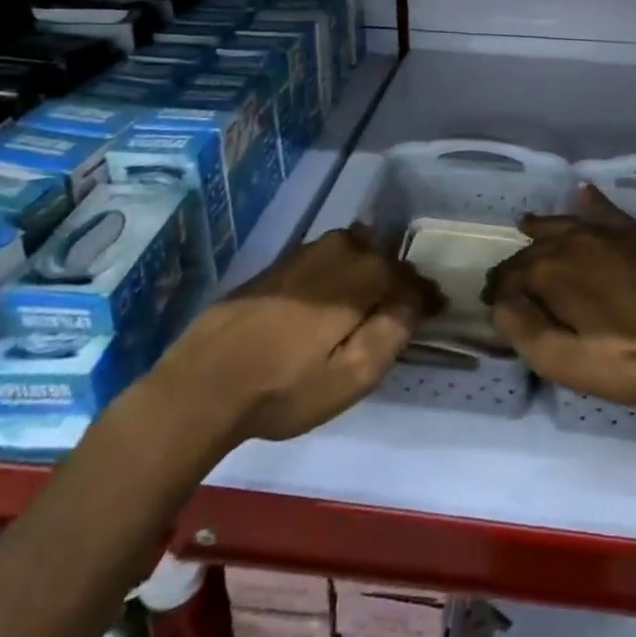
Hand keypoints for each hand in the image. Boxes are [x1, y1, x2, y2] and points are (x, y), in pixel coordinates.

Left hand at [151, 228, 439, 447]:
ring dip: (366, 277)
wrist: (201, 383)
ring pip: (354, 255)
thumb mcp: (351, 376)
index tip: (434, 315)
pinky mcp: (280, 263)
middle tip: (396, 318)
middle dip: (395, 283)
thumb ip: (393, 332)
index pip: (410, 277)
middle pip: (383, 259)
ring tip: (361, 313)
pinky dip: (338, 277)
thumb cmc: (284, 388)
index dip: (424, 297)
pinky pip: (326, 261)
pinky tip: (325, 308)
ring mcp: (306, 251)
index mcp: (363, 273)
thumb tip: (416, 300)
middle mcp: (340, 249)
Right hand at [483, 185, 635, 406]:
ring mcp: (610, 232)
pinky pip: (607, 210)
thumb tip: (502, 306)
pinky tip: (585, 192)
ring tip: (529, 223)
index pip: (512, 276)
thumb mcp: (568, 361)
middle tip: (506, 276)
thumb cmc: (632, 357)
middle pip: (537, 247)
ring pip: (567, 223)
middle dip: (519, 261)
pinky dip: (592, 201)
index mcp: (553, 271)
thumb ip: (526, 332)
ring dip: (545, 226)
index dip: (500, 292)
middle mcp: (576, 240)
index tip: (493, 304)